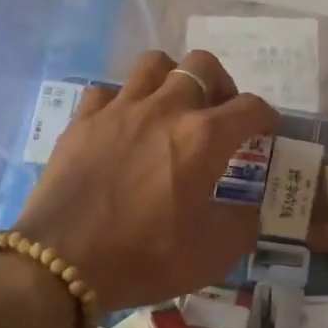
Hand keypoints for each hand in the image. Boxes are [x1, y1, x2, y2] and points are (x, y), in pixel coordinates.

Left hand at [13, 50, 277, 309]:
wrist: (61, 264)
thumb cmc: (145, 257)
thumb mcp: (213, 254)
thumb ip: (243, 225)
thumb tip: (248, 211)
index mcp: (204, 138)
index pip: (250, 107)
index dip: (266, 117)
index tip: (266, 130)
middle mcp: (165, 109)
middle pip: (202, 66)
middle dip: (221, 84)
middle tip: (219, 114)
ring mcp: (119, 109)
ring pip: (154, 64)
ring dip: (172, 80)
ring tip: (173, 108)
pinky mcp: (83, 121)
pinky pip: (107, 90)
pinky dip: (123, 101)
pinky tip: (124, 125)